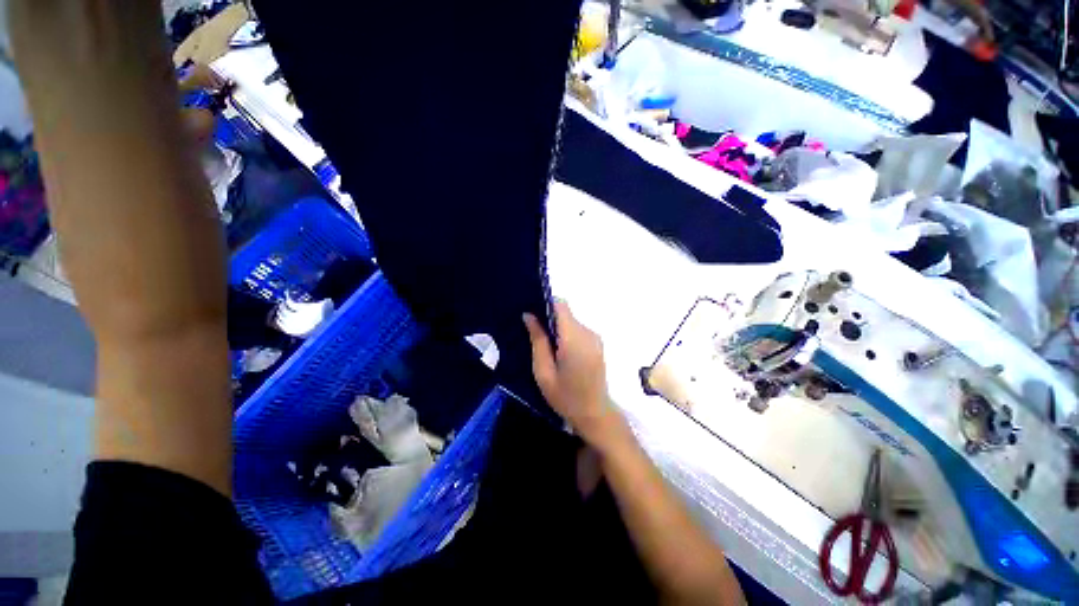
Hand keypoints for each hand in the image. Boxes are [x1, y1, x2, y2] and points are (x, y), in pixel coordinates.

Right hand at [524, 301, 622, 445]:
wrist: (595, 414)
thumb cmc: (565, 397)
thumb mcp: (543, 372)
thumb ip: (537, 341)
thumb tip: (529, 315)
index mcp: (573, 339)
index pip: (561, 306)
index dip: (545, 304)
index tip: (532, 313)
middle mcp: (588, 333)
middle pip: (566, 313)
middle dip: (549, 318)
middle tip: (533, 332)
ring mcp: (595, 337)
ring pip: (571, 321)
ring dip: (558, 327)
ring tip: (545, 345)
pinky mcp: (597, 343)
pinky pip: (578, 330)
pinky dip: (566, 334)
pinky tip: (559, 351)